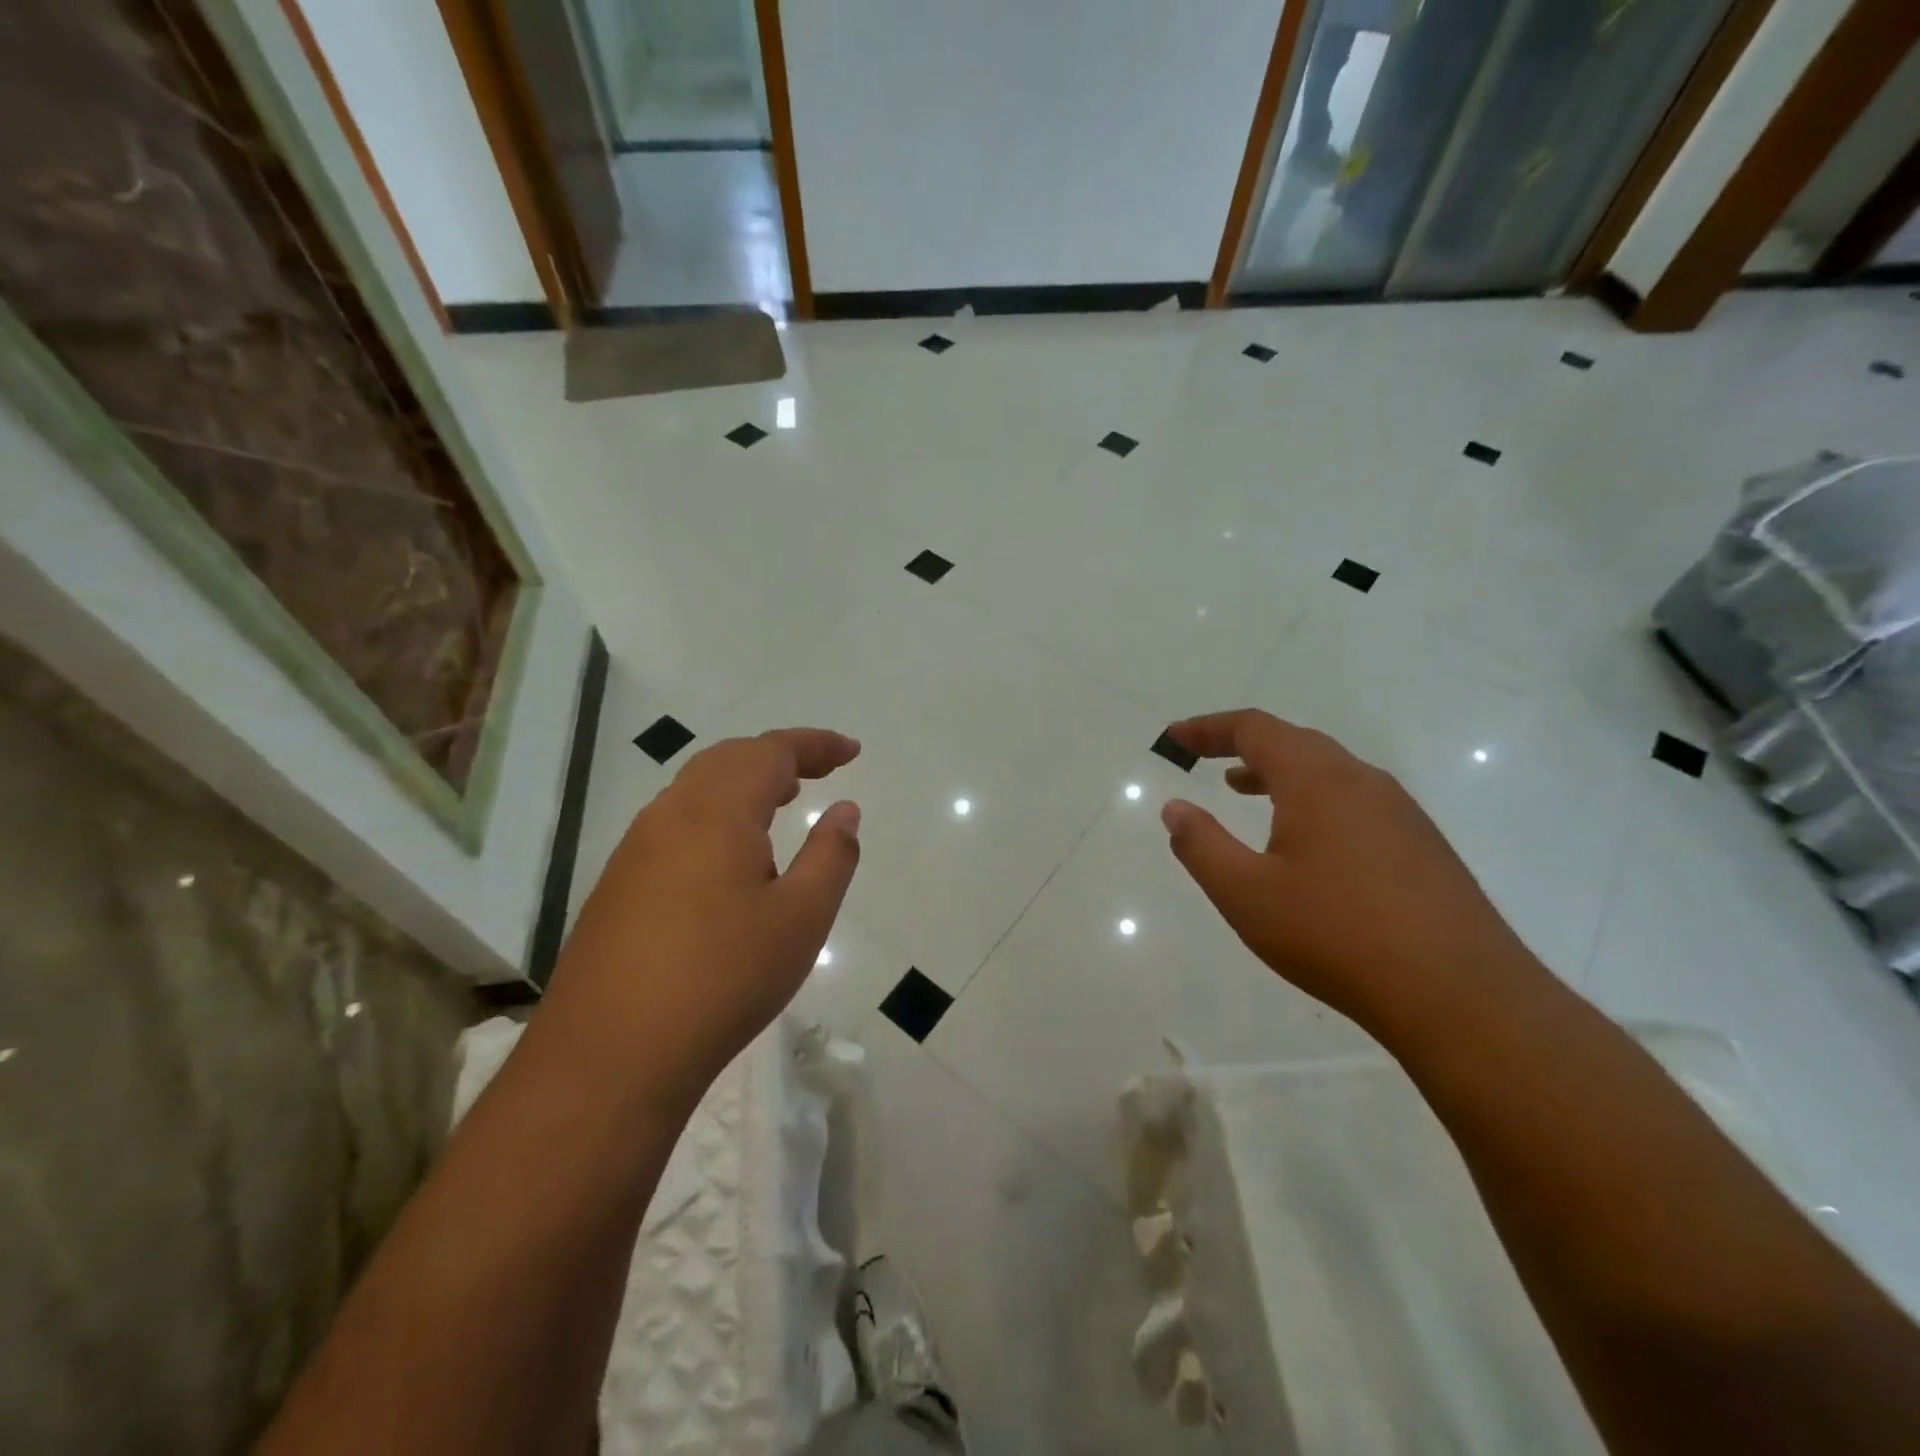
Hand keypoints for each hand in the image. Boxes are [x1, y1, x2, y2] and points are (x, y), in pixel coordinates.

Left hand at [545, 728, 861, 1096]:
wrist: (610, 1055)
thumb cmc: (723, 978)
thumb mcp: (801, 918)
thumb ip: (831, 855)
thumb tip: (845, 810)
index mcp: (716, 811)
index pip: (770, 751)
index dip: (815, 744)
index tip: (851, 751)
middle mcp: (669, 815)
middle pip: (728, 759)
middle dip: (779, 756)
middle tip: (821, 771)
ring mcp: (635, 849)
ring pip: (697, 790)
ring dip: (744, 783)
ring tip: (782, 801)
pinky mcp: (618, 884)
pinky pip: (676, 823)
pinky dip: (717, 814)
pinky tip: (731, 855)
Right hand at [1160, 710, 1533, 1028]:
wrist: (1460, 994)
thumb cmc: (1336, 935)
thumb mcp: (1246, 894)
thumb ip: (1202, 845)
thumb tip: (1174, 808)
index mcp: (1317, 780)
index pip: (1254, 729)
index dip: (1208, 728)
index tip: (1174, 738)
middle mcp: (1362, 781)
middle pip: (1294, 741)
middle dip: (1242, 744)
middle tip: (1204, 759)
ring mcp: (1400, 811)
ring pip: (1328, 770)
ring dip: (1278, 771)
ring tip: (1243, 790)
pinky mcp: (1422, 844)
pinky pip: (1354, 799)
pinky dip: (1312, 798)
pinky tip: (1305, 840)